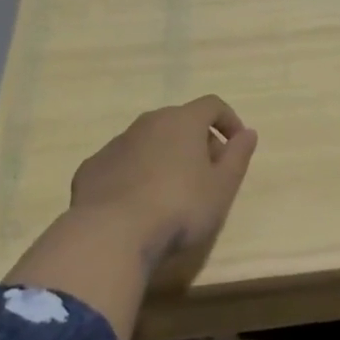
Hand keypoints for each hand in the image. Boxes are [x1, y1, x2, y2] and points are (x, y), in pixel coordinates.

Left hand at [67, 95, 258, 268]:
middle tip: (206, 173)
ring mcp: (116, 143)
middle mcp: (148, 122)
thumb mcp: (222, 187)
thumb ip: (238, 156)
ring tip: (170, 193)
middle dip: (196, 141)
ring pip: (148, 141)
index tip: (236, 145)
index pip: (212, 105)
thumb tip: (248, 133)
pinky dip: (134, 174)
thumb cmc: (179, 208)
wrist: (111, 235)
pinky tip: (136, 204)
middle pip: (179, 121)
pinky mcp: (92, 168)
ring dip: (164, 157)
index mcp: (182, 121)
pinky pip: (121, 163)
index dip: (228, 121)